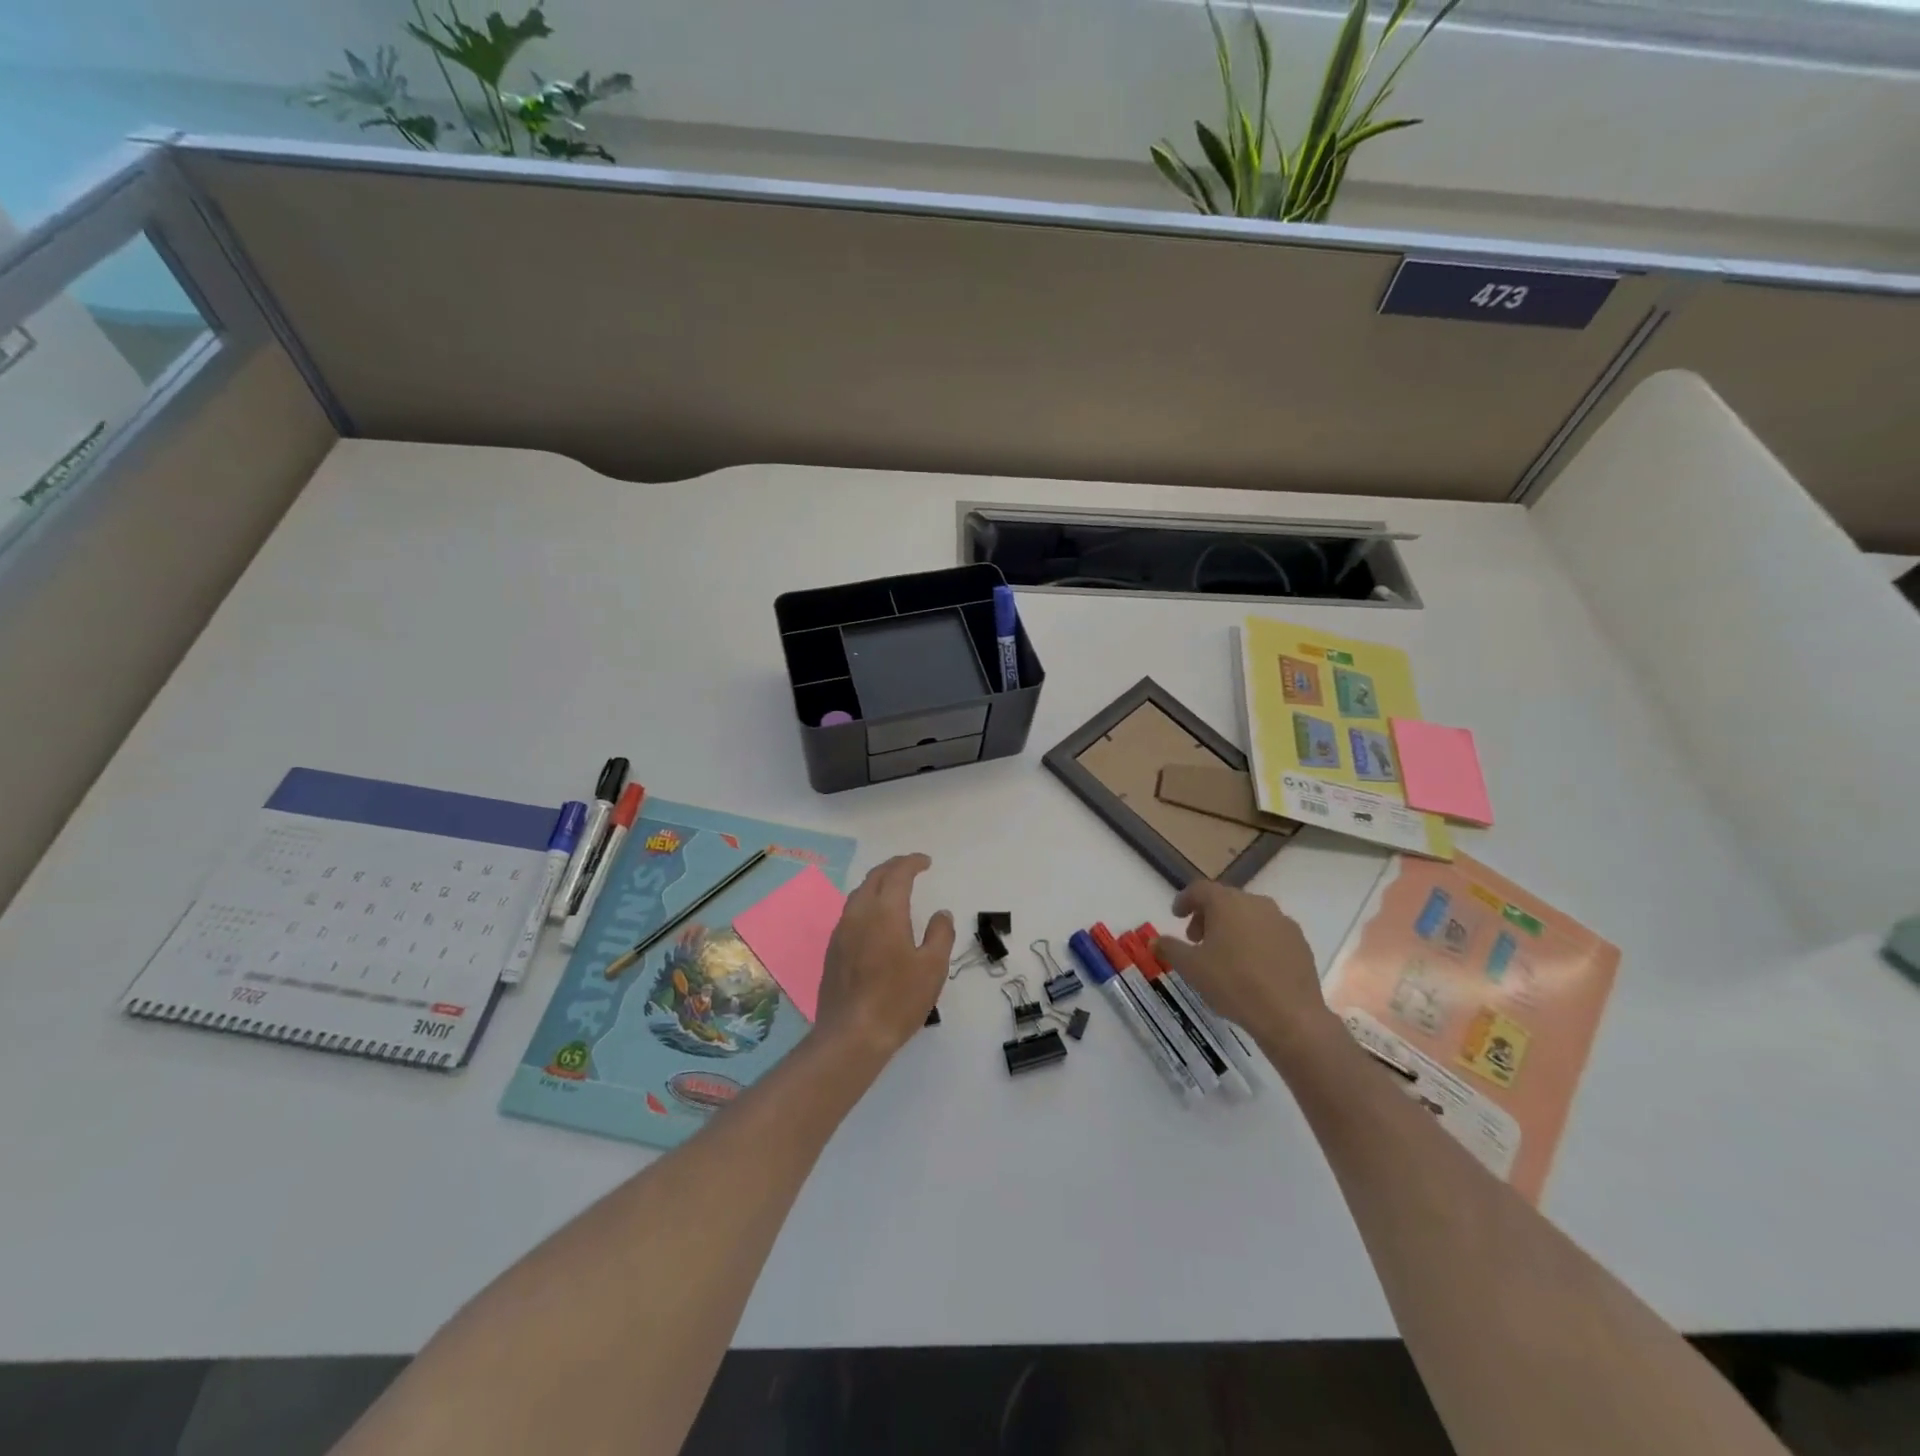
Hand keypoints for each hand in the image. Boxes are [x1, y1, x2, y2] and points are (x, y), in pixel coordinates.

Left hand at [816, 854, 954, 1062]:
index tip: (926, 862)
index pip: (898, 874)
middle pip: (874, 878)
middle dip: (893, 867)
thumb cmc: (897, 1000)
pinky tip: (875, 919)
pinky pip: (851, 913)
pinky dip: (867, 903)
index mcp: (885, 912)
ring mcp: (841, 932)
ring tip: (894, 888)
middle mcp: (859, 914)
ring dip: (877, 883)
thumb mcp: (932, 968)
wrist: (851, 1035)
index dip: (912, 863)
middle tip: (911, 867)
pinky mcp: (833, 950)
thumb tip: (940, 914)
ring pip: (859, 894)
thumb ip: (940, 934)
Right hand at [1153, 880, 1335, 1057]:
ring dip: (1233, 927)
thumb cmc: (1232, 983)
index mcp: (1227, 902)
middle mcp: (1256, 903)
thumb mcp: (1191, 967)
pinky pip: (1270, 932)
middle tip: (1196, 939)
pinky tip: (1252, 966)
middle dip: (1208, 916)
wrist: (1289, 1015)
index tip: (1176, 916)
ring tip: (1224, 954)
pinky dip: (1256, 940)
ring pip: (1250, 915)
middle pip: (1225, 900)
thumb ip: (1170, 948)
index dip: (1185, 900)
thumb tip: (1155, 940)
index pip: (1200, 889)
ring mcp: (1282, 921)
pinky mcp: (1300, 942)